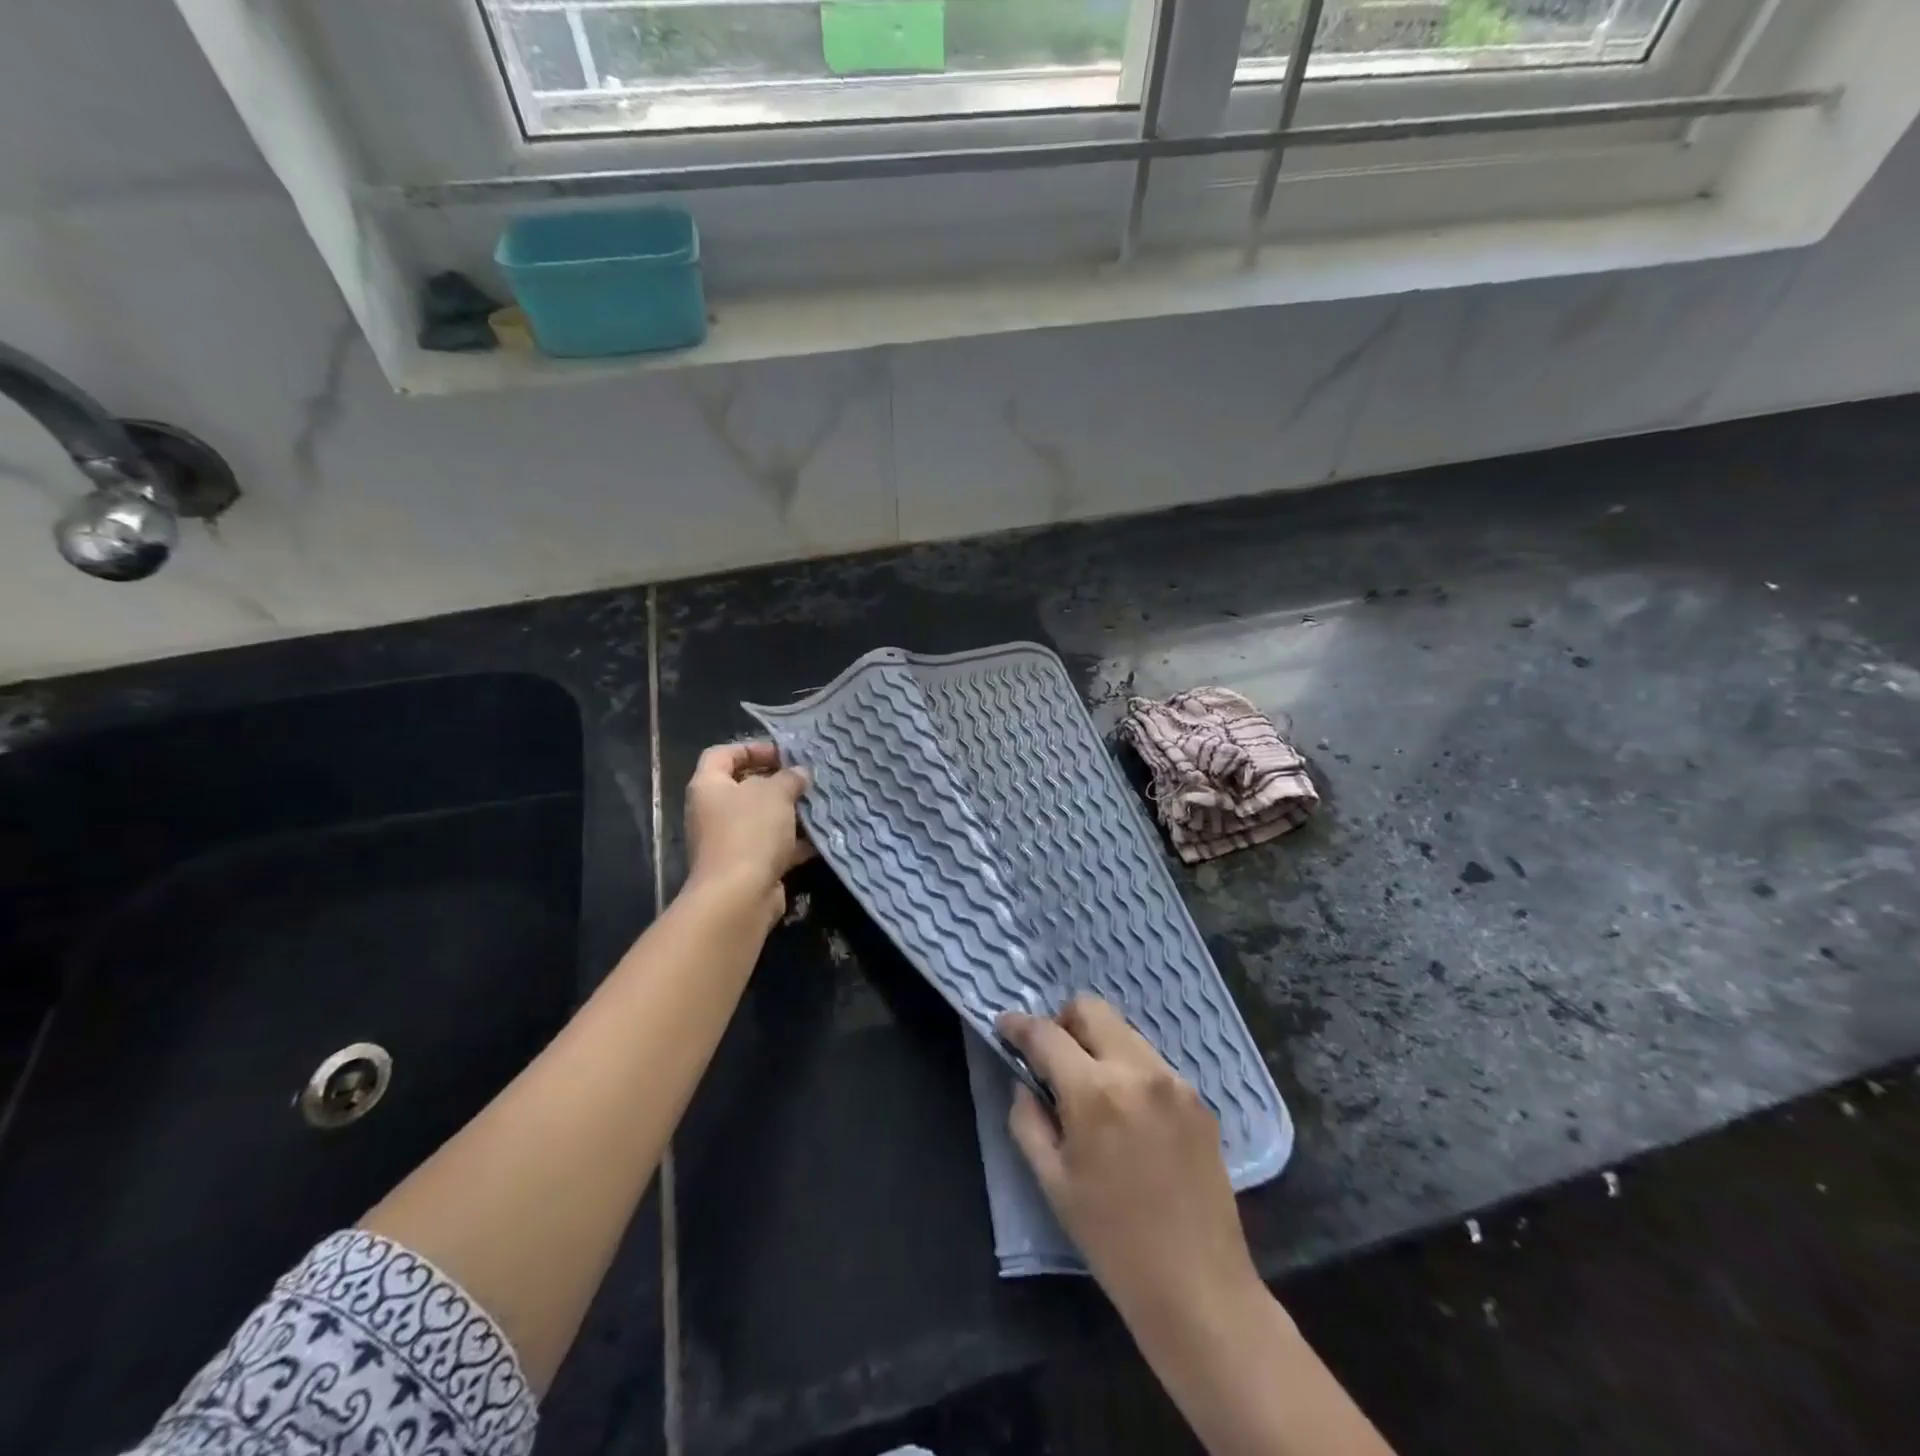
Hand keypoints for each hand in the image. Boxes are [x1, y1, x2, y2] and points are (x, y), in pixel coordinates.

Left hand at [684, 741, 810, 917]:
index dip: (751, 748)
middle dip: (777, 783)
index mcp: (708, 786)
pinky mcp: (746, 866)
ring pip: (762, 819)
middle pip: (744, 787)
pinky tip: (819, 838)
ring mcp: (728, 841)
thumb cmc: (750, 831)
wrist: (738, 895)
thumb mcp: (775, 793)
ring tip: (817, 806)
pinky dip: (793, 842)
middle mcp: (712, 812)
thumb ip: (789, 778)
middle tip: (805, 780)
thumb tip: (799, 773)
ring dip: (789, 813)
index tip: (783, 754)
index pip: (722, 754)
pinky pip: (772, 846)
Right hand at [999, 997, 1262, 1335]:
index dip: (1018, 1026)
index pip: (1046, 1034)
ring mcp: (1174, 1081)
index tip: (1004, 1026)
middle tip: (1052, 1059)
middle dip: (1062, 1022)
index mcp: (1095, 1092)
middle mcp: (1138, 1070)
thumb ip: (1027, 1120)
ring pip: (1124, 1031)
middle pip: (1091, 1009)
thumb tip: (1025, 1082)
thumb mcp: (1053, 1182)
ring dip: (1097, 1044)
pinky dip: (1128, 1069)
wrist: (1198, 1287)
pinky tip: (1128, 1115)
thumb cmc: (1113, 1240)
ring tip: (1091, 1090)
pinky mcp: (1199, 1098)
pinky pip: (1151, 1061)